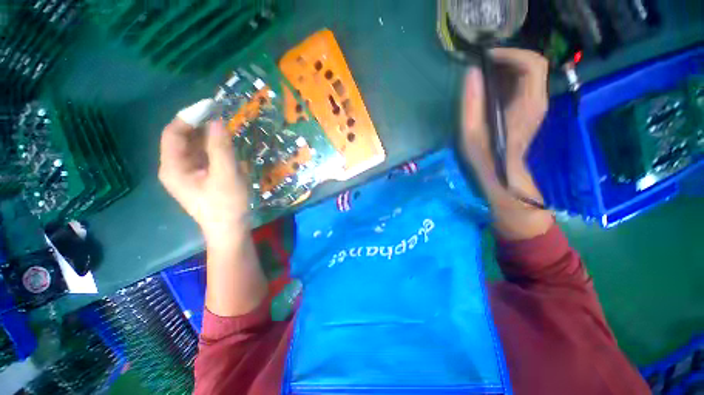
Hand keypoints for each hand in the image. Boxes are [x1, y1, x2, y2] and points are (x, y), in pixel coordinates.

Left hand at [159, 118, 249, 244]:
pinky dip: (214, 147)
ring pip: (194, 147)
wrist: (230, 229)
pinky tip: (227, 145)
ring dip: (208, 135)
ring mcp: (188, 173)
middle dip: (200, 125)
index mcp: (174, 167)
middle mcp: (176, 168)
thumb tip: (217, 121)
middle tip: (222, 115)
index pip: (173, 133)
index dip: (189, 117)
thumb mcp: (226, 175)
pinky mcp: (200, 177)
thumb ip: (221, 148)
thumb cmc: (226, 205)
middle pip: (183, 138)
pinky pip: (203, 156)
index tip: (211, 107)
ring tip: (227, 128)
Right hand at [462, 48, 548, 159]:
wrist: (502, 173)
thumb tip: (471, 72)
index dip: (511, 54)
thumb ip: (471, 102)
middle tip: (484, 64)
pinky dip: (509, 78)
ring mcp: (536, 104)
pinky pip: (524, 84)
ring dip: (508, 67)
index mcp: (529, 103)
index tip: (486, 58)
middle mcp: (538, 100)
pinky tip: (491, 86)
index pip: (532, 64)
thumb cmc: (485, 155)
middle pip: (533, 64)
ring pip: (529, 73)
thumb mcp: (472, 132)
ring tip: (485, 73)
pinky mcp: (529, 109)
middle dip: (509, 58)